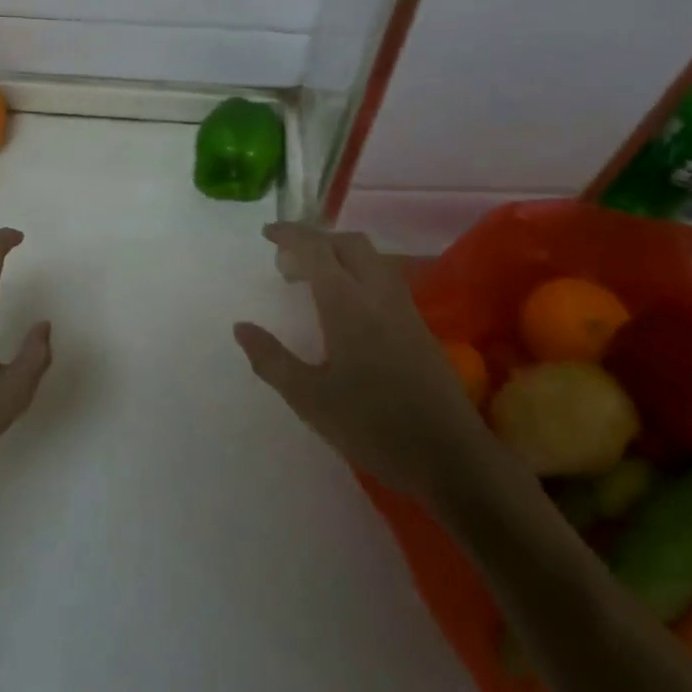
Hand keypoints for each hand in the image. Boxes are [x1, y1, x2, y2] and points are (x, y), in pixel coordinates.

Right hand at [235, 223, 478, 500]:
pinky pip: (385, 279)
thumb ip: (272, 359)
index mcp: (348, 303)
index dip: (290, 235)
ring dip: (340, 255)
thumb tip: (241, 328)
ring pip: (372, 258)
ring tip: (315, 281)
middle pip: (349, 243)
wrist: (450, 457)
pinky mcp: (419, 326)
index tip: (267, 235)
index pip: (317, 249)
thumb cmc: (373, 426)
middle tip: (289, 263)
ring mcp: (404, 308)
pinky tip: (348, 308)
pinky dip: (359, 274)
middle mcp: (378, 294)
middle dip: (317, 241)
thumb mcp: (310, 399)